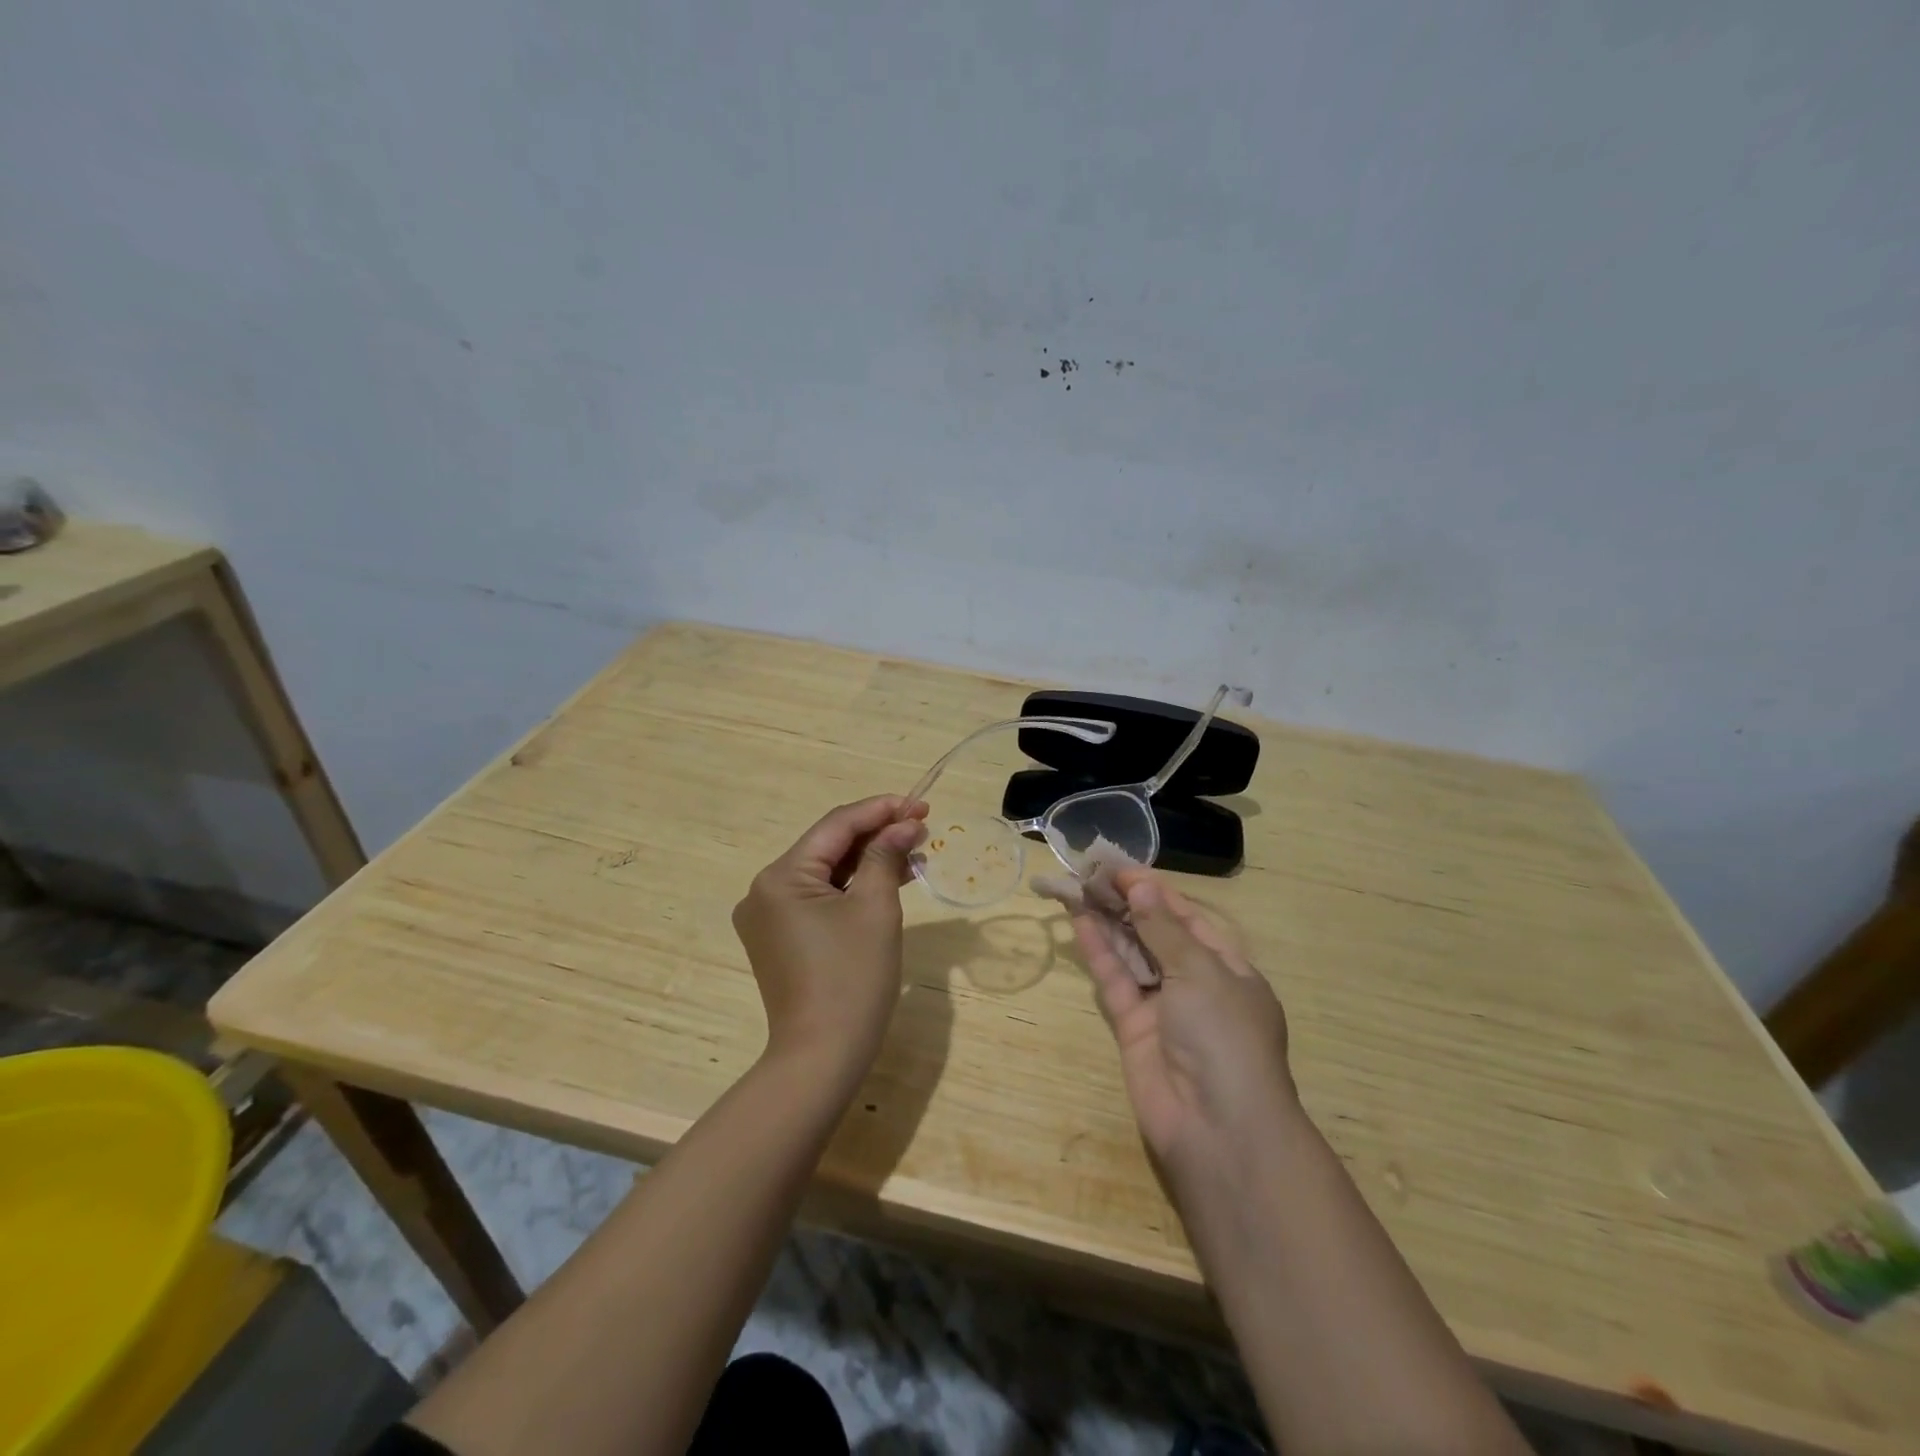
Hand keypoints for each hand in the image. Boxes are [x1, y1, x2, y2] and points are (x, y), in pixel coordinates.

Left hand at [732, 795, 927, 1085]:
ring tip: (913, 850)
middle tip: (921, 826)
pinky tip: (888, 879)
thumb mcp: (876, 909)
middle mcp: (765, 890)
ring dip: (868, 860)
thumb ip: (886, 856)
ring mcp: (769, 916)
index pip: (835, 826)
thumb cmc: (852, 978)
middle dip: (876, 834)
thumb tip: (904, 824)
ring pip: (826, 872)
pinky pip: (819, 898)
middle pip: (828, 846)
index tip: (920, 804)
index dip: (880, 809)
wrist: (822, 1057)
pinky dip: (852, 887)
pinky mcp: (781, 938)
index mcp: (780, 876)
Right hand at [1070, 870, 1296, 1192]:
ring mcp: (1163, 1008)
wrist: (1218, 1130)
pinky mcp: (1133, 1029)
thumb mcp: (1201, 972)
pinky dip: (1099, 953)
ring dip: (1107, 921)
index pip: (1187, 917)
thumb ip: (1163, 928)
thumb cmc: (1224, 1037)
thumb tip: (1141, 885)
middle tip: (1089, 873)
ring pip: (1131, 954)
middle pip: (1155, 933)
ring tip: (1077, 888)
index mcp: (1228, 968)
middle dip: (1125, 903)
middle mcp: (1196, 985)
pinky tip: (1080, 922)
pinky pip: (1116, 982)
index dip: (1154, 889)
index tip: (1118, 867)